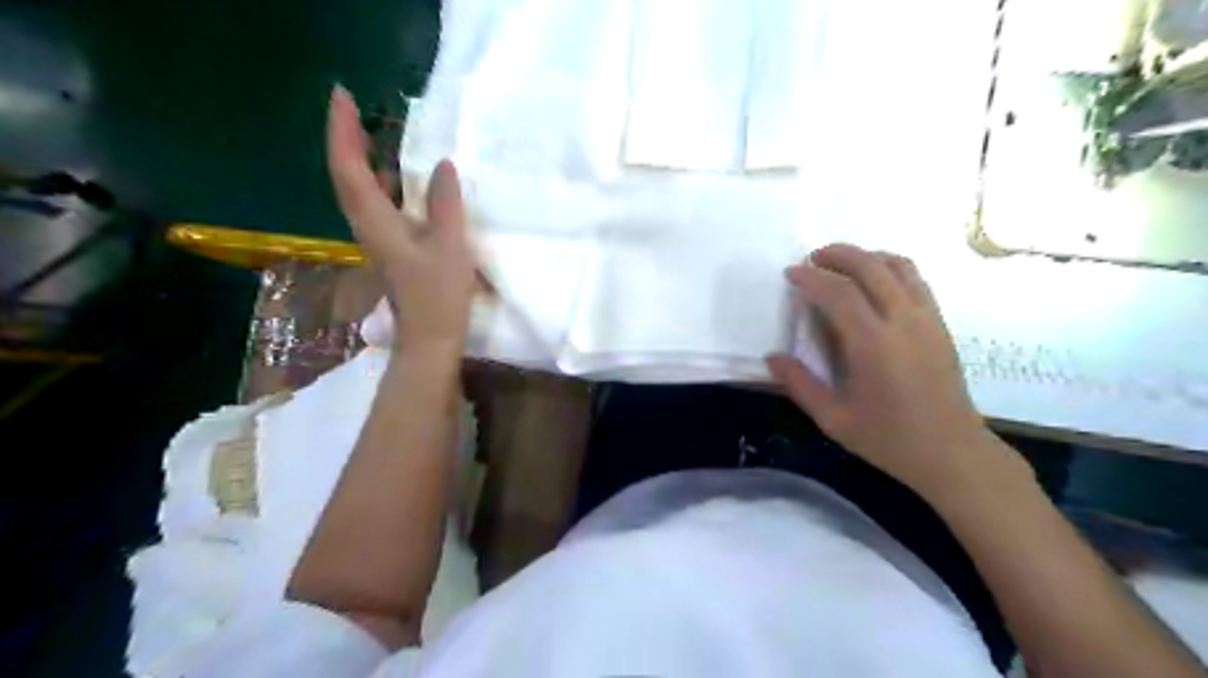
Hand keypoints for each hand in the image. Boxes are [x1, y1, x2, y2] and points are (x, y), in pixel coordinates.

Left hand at [326, 85, 477, 353]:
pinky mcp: (391, 249)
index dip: (343, 131)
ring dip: (364, 160)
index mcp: (377, 222)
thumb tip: (443, 166)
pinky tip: (403, 180)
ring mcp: (378, 239)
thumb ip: (446, 203)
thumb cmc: (439, 295)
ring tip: (379, 135)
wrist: (430, 339)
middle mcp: (368, 226)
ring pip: (361, 191)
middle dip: (348, 139)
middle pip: (348, 175)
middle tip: (357, 108)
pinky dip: (383, 183)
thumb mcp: (450, 245)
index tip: (343, 96)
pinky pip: (378, 205)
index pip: (350, 168)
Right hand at [768, 245, 996, 496]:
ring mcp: (926, 319)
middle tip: (812, 258)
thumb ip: (800, 384)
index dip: (811, 277)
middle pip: (870, 267)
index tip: (791, 273)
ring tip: (841, 264)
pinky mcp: (940, 323)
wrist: (951, 452)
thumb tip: (772, 358)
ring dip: (866, 256)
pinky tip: (874, 280)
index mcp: (873, 345)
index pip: (839, 293)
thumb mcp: (833, 419)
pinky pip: (915, 280)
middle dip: (838, 255)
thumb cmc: (888, 439)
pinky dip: (890, 267)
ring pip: (898, 266)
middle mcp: (902, 321)